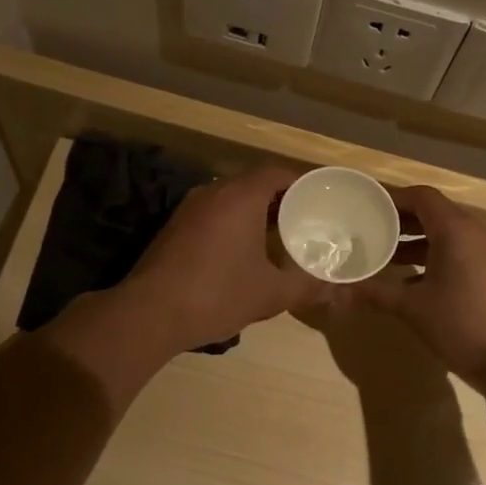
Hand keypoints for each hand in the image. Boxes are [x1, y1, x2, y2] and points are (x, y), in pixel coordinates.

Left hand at [117, 164, 333, 353]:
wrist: (150, 313)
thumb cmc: (217, 294)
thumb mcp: (270, 294)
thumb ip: (306, 286)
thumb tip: (335, 290)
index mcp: (240, 196)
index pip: (276, 171)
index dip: (300, 182)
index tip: (318, 198)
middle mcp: (213, 192)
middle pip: (253, 181)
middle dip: (280, 197)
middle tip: (303, 218)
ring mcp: (190, 207)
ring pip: (231, 196)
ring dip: (254, 209)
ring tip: (277, 234)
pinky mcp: (175, 225)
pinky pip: (213, 211)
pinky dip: (232, 221)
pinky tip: (242, 250)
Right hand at [348, 185, 485, 393]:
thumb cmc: (465, 324)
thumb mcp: (414, 309)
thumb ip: (374, 295)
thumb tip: (334, 292)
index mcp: (455, 229)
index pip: (421, 196)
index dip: (392, 198)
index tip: (365, 206)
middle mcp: (474, 233)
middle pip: (433, 213)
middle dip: (400, 221)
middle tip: (367, 229)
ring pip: (446, 236)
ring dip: (416, 242)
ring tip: (383, 256)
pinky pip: (458, 254)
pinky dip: (433, 259)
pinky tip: (412, 283)